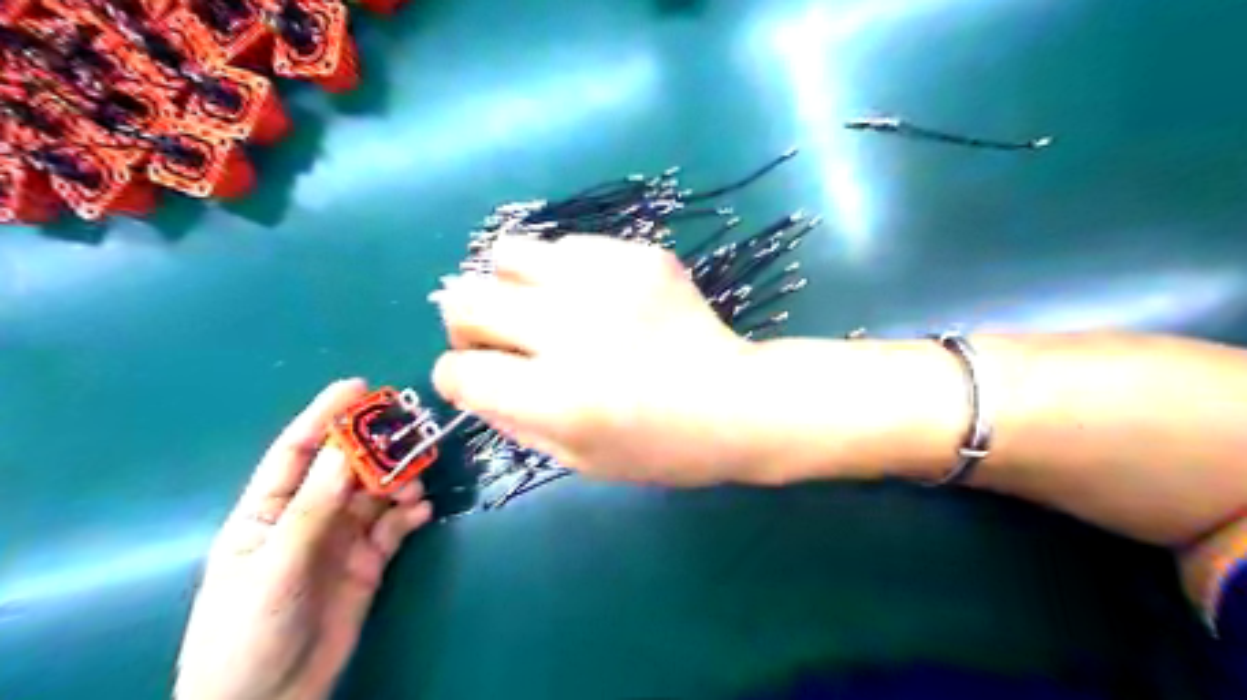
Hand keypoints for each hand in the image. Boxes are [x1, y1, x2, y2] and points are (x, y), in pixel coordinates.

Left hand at [172, 379, 432, 698]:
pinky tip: (421, 512)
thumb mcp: (277, 566)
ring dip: (399, 482)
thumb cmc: (249, 630)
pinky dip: (410, 515)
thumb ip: (313, 507)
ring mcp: (341, 539)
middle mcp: (308, 517)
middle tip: (410, 430)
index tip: (357, 386)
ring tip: (416, 484)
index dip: (324, 416)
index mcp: (269, 511)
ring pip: (376, 495)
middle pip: (346, 469)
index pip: (297, 451)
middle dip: (375, 447)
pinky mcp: (369, 561)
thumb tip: (342, 447)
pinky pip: (394, 527)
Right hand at [424, 235, 763, 485]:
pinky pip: (567, 246)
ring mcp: (606, 283)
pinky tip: (593, 296)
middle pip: (465, 300)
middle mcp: (570, 331)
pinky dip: (564, 272)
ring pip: (508, 253)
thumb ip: (511, 420)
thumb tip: (468, 378)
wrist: (736, 402)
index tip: (475, 377)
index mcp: (556, 397)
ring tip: (540, 306)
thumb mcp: (578, 460)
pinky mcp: (637, 256)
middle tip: (497, 337)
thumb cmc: (660, 448)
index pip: (458, 372)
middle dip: (465, 323)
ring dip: (509, 285)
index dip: (455, 378)